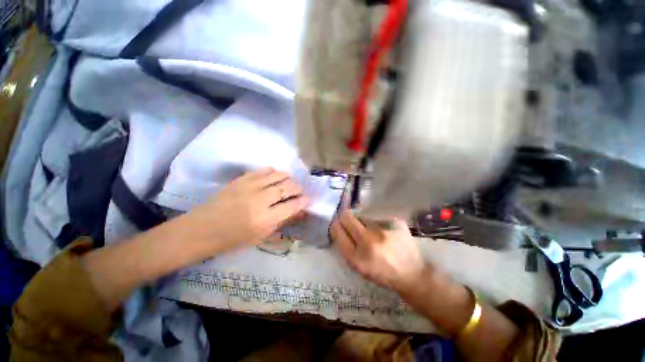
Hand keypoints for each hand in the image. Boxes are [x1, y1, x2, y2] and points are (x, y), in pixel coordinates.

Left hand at [184, 168, 309, 253]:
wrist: (201, 229)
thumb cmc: (232, 240)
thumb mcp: (260, 236)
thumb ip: (281, 222)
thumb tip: (298, 212)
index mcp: (265, 219)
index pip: (292, 205)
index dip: (303, 201)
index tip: (308, 199)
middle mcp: (260, 200)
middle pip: (288, 187)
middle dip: (298, 188)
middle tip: (299, 191)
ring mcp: (250, 187)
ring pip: (278, 175)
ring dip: (288, 178)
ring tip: (289, 182)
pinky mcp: (240, 179)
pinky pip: (262, 170)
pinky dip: (273, 172)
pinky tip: (275, 175)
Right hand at [331, 209, 426, 293]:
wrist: (413, 275)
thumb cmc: (383, 274)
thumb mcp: (359, 268)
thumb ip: (346, 248)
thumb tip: (338, 227)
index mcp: (356, 258)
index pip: (337, 231)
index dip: (336, 225)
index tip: (338, 223)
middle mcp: (368, 242)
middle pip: (347, 217)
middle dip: (344, 217)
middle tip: (348, 220)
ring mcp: (383, 231)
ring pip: (362, 215)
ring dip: (362, 220)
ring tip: (370, 229)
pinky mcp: (395, 223)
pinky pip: (377, 216)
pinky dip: (375, 220)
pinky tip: (382, 229)